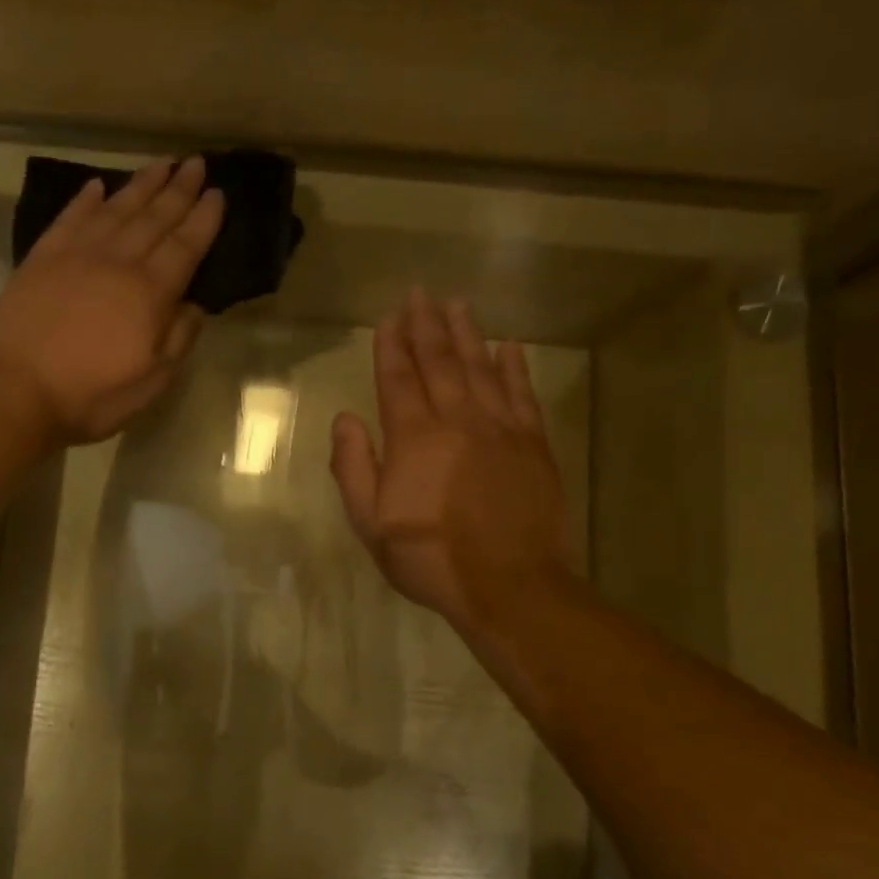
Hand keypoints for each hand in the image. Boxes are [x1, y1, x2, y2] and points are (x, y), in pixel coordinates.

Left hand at [0, 157, 222, 445]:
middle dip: (178, 190)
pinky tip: (98, 187)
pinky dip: (86, 200)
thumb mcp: (151, 381)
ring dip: (141, 185)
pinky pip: (70, 218)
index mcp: (149, 293)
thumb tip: (195, 304)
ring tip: (160, 164)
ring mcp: (76, 255)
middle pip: (154, 218)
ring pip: (116, 209)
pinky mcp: (41, 259)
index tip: (218, 193)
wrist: (15, 390)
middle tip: (195, 162)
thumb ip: (178, 339)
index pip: (185, 246)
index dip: (203, 219)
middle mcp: (117, 262)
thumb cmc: (92, 395)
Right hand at [330, 289, 578, 638]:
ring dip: (467, 333)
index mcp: (413, 437)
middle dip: (427, 325)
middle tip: (421, 293)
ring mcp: (500, 428)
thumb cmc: (430, 558)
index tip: (388, 317)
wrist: (510, 584)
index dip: (391, 346)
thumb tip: (345, 419)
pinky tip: (510, 345)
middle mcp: (457, 420)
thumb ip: (354, 467)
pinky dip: (514, 366)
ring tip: (457, 304)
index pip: (398, 379)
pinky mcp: (534, 444)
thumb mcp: (371, 523)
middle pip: (440, 361)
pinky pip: (522, 393)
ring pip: (481, 367)